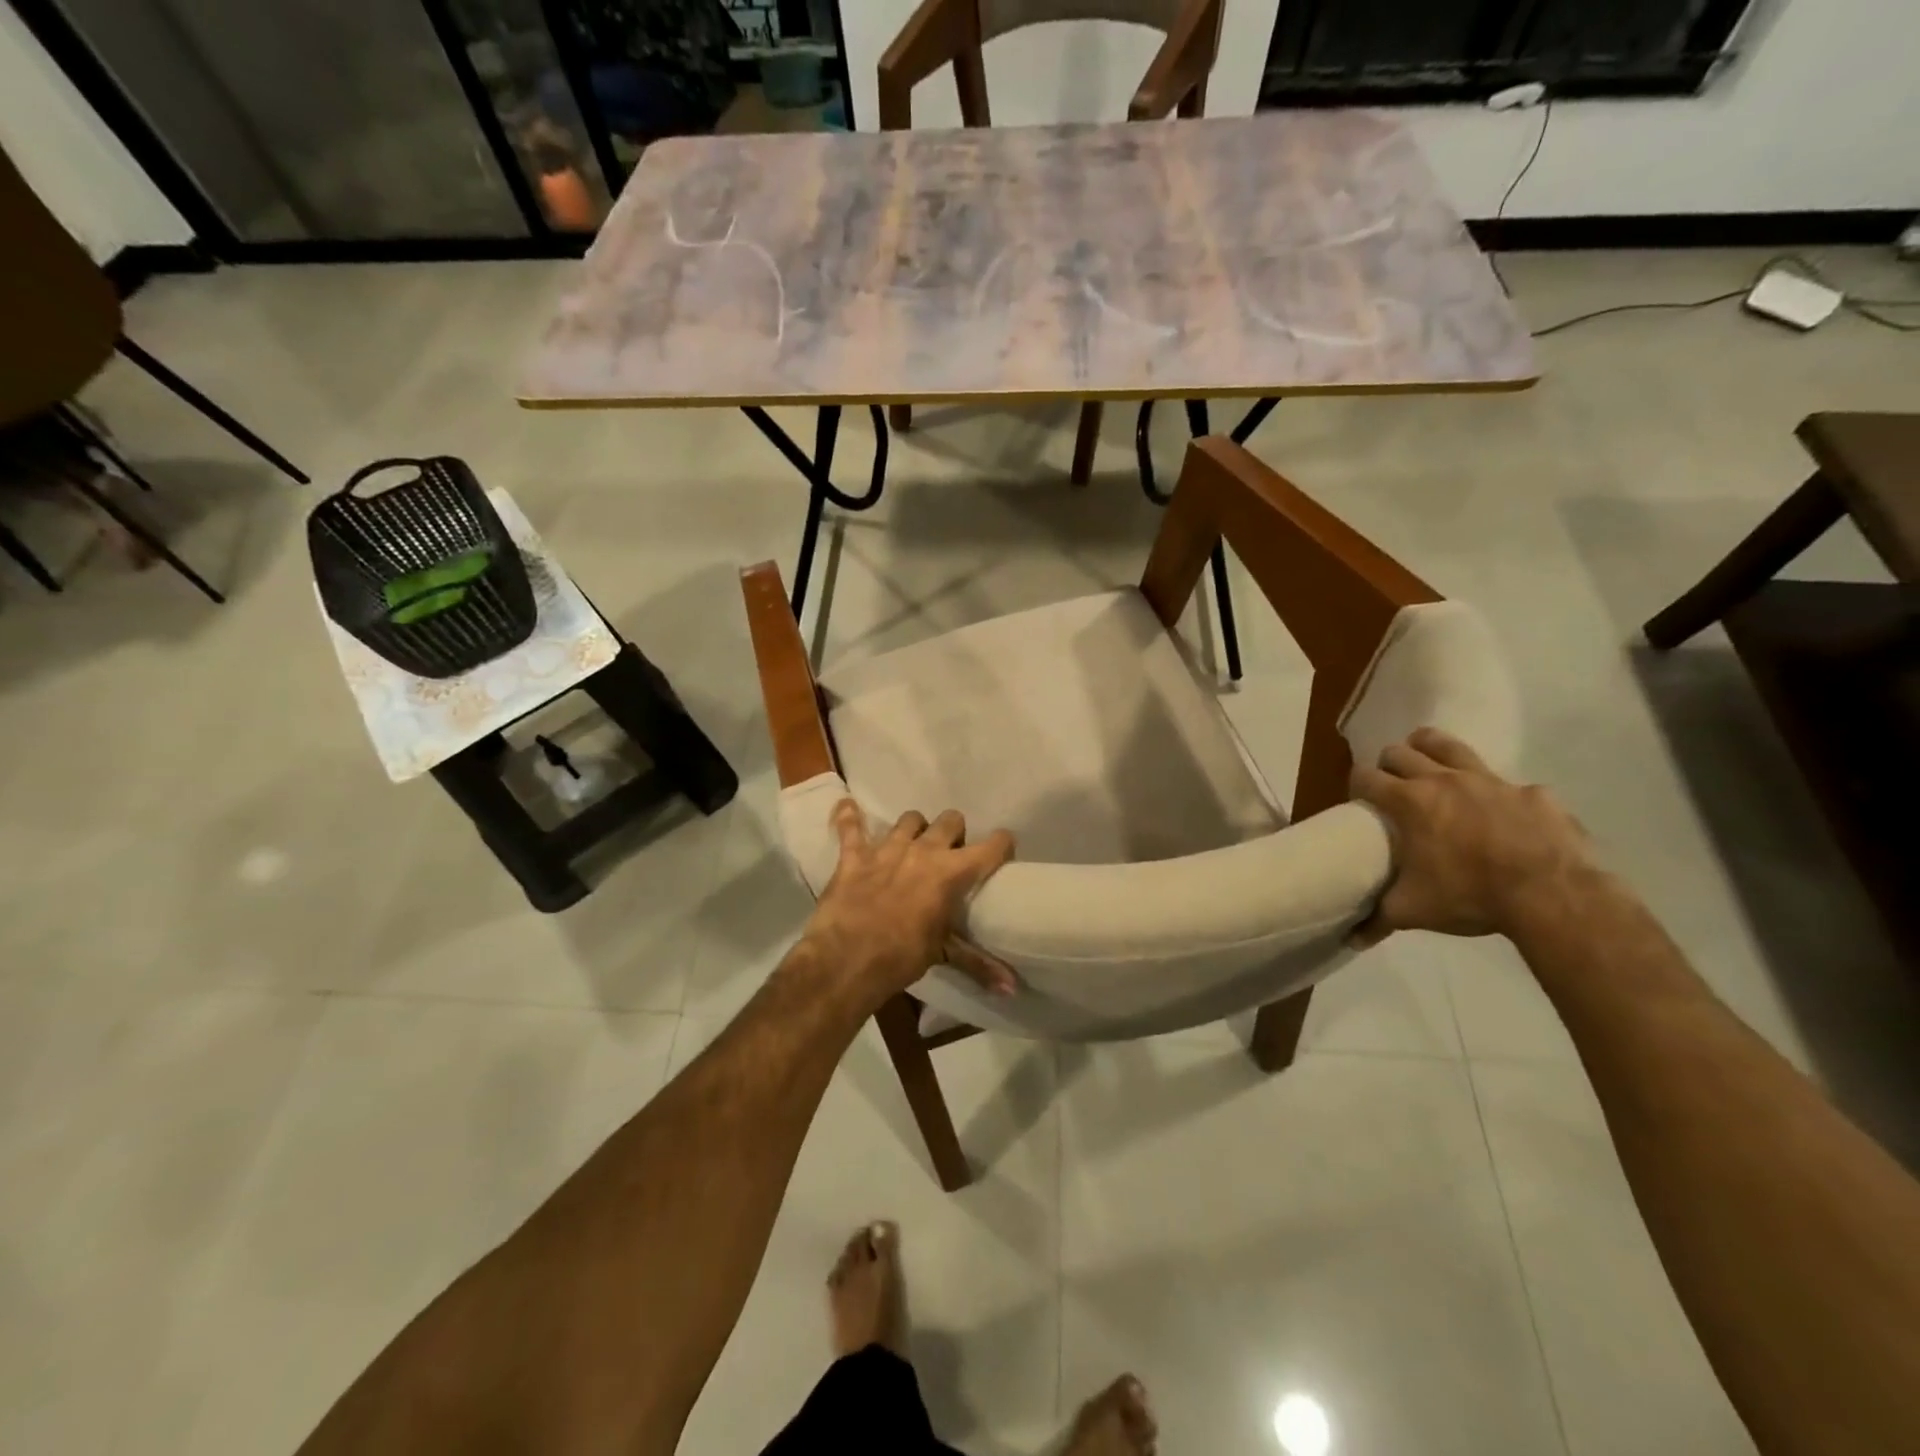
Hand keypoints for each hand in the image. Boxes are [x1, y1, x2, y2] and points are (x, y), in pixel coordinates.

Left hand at [799, 801, 1016, 1005]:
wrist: (847, 960)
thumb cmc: (902, 957)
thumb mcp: (944, 955)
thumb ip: (979, 964)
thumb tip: (1012, 988)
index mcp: (951, 873)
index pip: (990, 847)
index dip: (1000, 845)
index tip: (1002, 850)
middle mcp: (923, 851)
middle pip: (950, 820)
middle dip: (954, 833)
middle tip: (950, 853)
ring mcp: (887, 849)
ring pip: (910, 819)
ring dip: (915, 829)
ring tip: (912, 845)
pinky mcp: (854, 856)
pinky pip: (851, 827)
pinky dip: (849, 818)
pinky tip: (848, 809)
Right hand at [1350, 727, 1596, 941]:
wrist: (1552, 895)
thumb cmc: (1470, 895)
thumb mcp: (1414, 910)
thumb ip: (1378, 918)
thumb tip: (1351, 939)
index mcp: (1408, 801)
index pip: (1364, 776)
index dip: (1356, 785)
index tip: (1359, 801)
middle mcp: (1442, 780)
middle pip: (1399, 751)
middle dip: (1389, 765)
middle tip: (1392, 788)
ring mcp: (1489, 780)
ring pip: (1447, 745)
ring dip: (1431, 751)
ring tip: (1430, 769)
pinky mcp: (1531, 791)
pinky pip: (1506, 783)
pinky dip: (1496, 794)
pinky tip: (1502, 817)